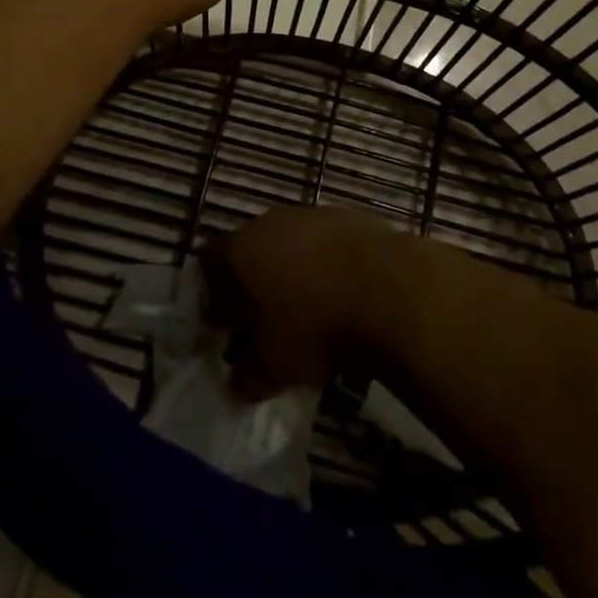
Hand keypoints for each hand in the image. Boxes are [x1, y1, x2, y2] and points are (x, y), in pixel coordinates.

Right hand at [204, 206, 397, 395]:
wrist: (388, 289)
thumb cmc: (315, 328)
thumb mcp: (273, 368)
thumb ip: (246, 376)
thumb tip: (235, 383)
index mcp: (240, 250)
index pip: (209, 262)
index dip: (214, 293)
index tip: (224, 323)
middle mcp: (269, 222)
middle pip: (250, 248)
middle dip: (253, 280)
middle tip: (264, 318)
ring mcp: (309, 214)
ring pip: (288, 241)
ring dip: (290, 269)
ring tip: (307, 306)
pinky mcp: (346, 215)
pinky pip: (323, 240)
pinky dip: (324, 262)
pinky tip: (339, 291)